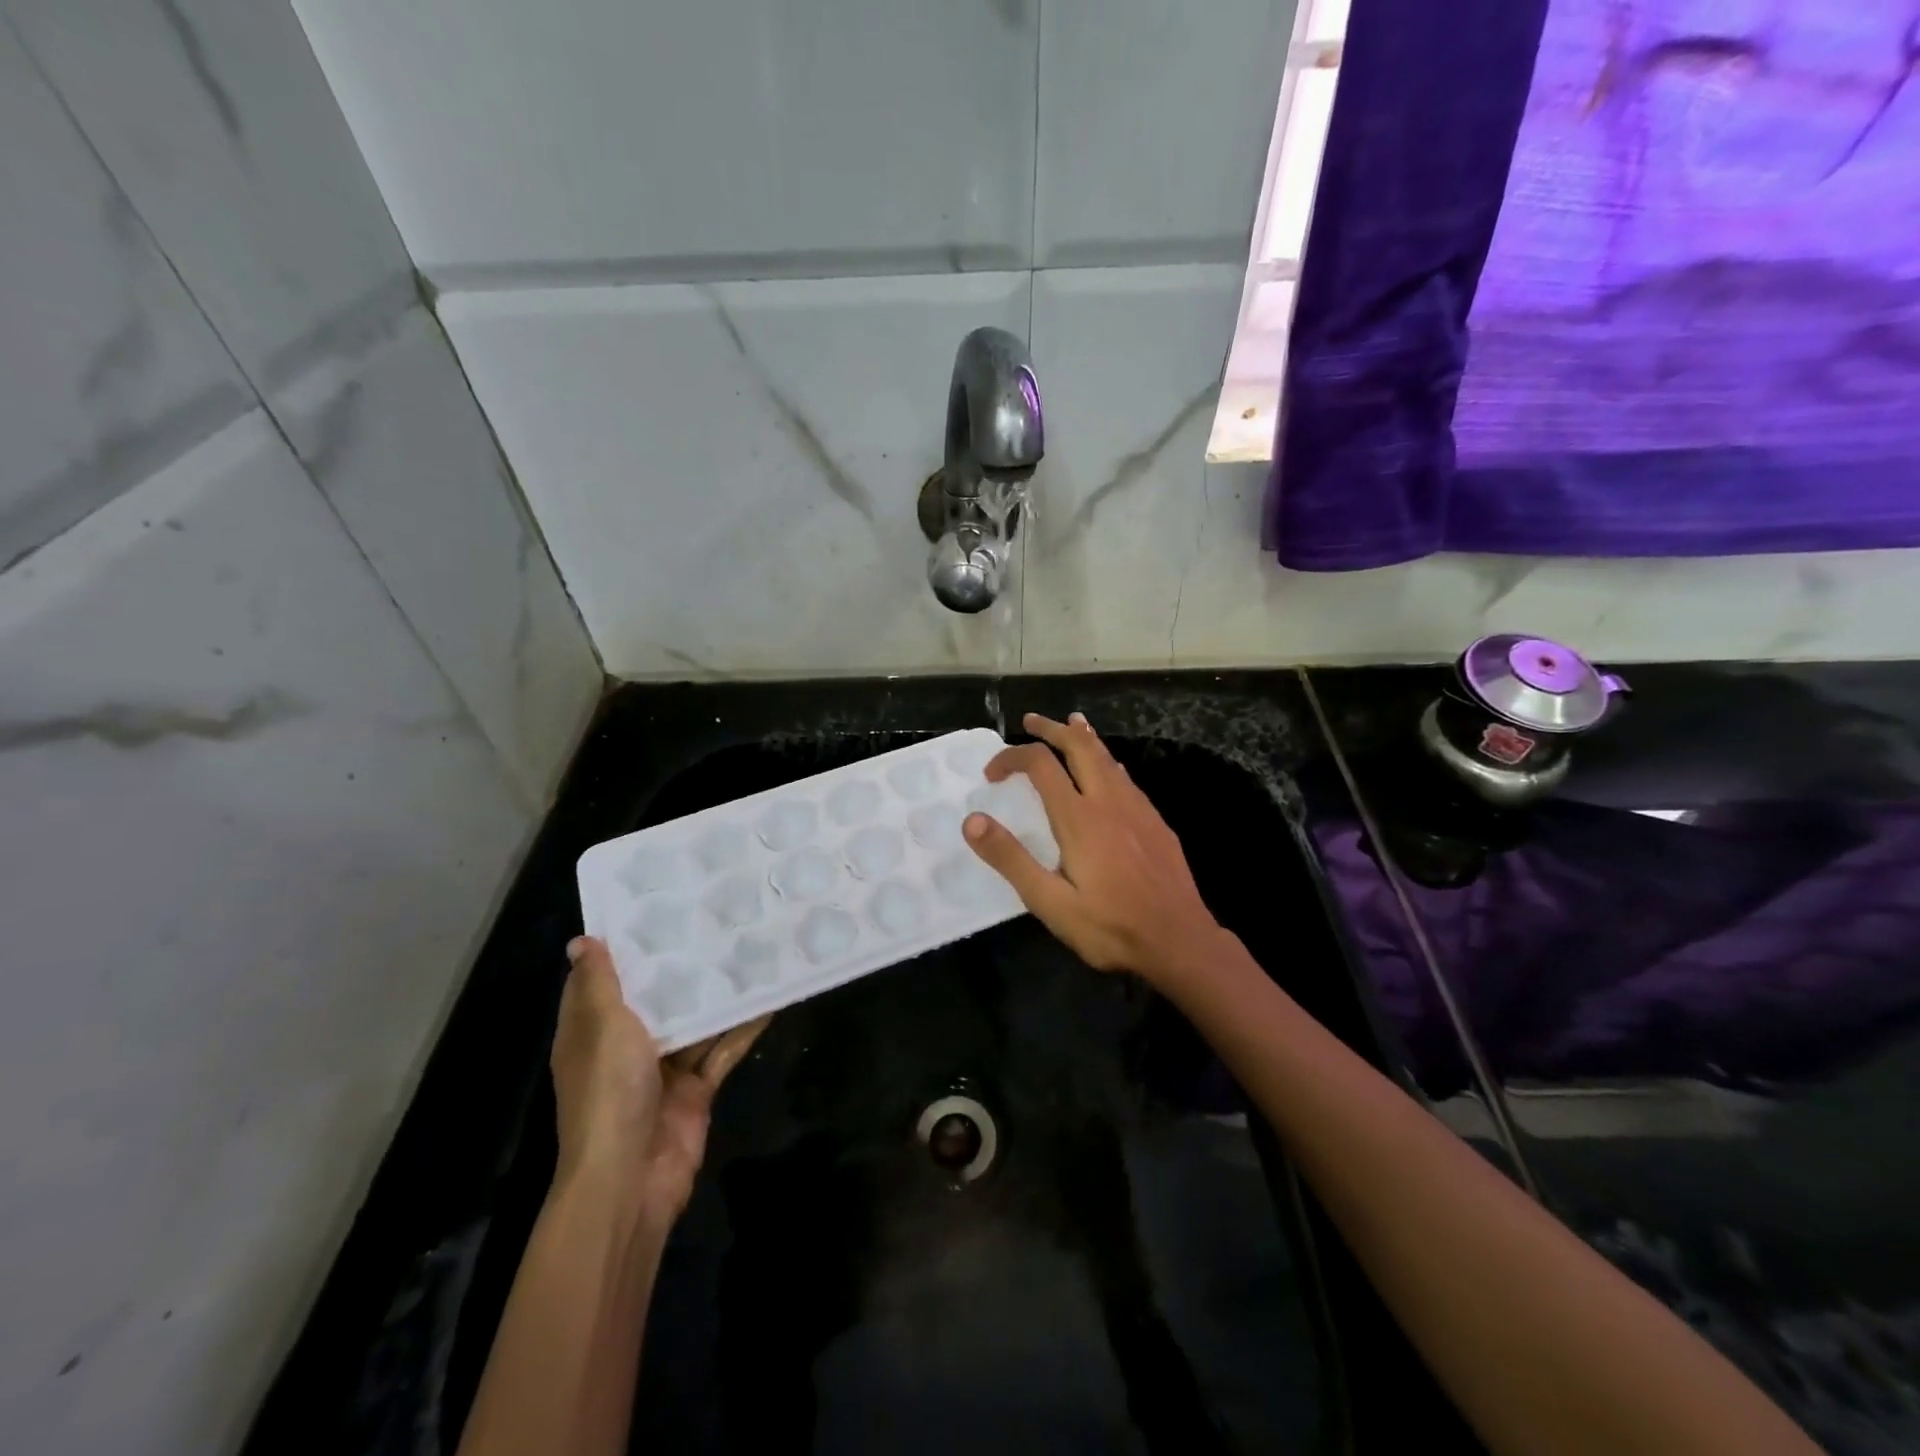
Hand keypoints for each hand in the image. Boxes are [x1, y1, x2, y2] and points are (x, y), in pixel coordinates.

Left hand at [551, 937, 766, 1230]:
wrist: (631, 1177)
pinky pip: (722, 1049)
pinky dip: (743, 1028)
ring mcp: (663, 1070)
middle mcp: (625, 1048)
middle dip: (681, 966)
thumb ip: (600, 984)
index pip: (602, 981)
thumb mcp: (602, 1027)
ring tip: (749, 948)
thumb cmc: (609, 1092)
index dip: (622, 947)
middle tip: (715, 918)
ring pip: (695, 1022)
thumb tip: (580, 940)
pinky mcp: (696, 1088)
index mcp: (592, 1033)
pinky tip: (770, 999)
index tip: (653, 908)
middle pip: (655, 999)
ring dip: (717, 994)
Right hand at [962, 712, 1227, 987]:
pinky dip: (1108, 760)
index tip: (991, 774)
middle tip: (1030, 721)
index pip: (1041, 765)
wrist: (1179, 941)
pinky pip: (1126, 777)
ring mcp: (1138, 809)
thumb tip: (973, 820)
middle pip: (1079, 747)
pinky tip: (1109, 769)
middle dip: (1052, 729)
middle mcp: (1109, 801)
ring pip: (1108, 757)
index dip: (1012, 757)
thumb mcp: (1050, 903)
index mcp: (1079, 818)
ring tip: (1071, 723)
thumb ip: (1011, 859)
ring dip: (1084, 737)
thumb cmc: (1110, 927)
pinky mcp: (1156, 822)